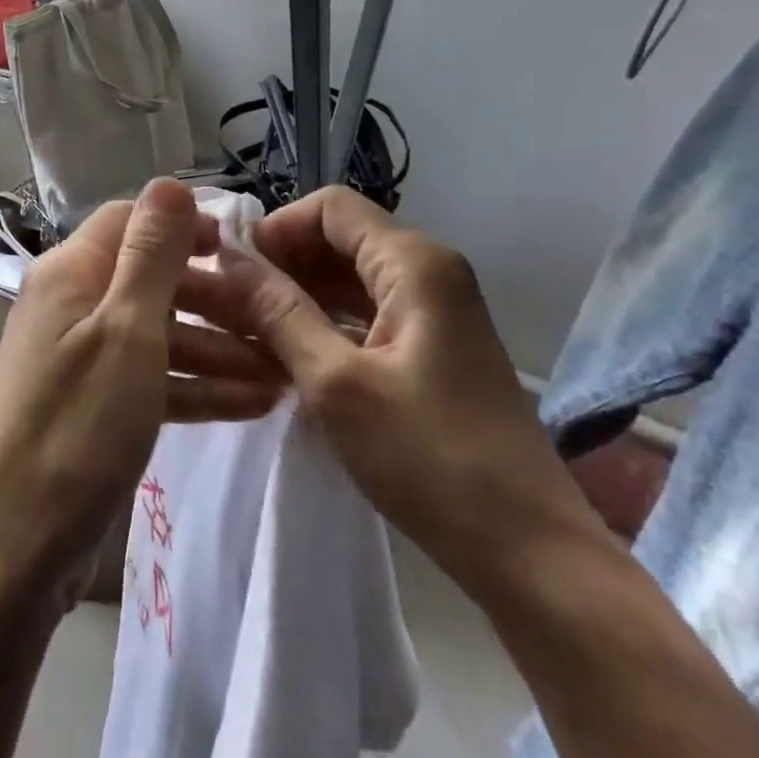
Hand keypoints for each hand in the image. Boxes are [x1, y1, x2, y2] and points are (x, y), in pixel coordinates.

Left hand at [0, 179, 285, 613]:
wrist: (15, 545)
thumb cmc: (78, 425)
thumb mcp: (126, 330)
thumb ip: (151, 254)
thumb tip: (169, 182)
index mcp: (69, 273)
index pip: (129, 222)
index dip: (184, 229)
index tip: (241, 251)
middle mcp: (68, 306)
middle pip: (148, 281)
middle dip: (212, 299)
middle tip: (273, 323)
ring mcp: (76, 359)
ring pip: (154, 336)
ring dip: (213, 350)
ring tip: (278, 375)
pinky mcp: (88, 407)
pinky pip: (146, 380)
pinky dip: (192, 387)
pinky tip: (249, 404)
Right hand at [193, 187, 602, 589]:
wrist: (527, 551)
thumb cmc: (429, 459)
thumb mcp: (335, 383)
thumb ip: (279, 312)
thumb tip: (231, 258)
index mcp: (415, 263)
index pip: (330, 207)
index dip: (277, 228)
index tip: (236, 272)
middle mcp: (430, 272)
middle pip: (341, 238)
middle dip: (284, 264)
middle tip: (235, 307)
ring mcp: (436, 311)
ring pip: (351, 278)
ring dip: (300, 296)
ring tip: (252, 333)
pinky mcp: (434, 347)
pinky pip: (368, 313)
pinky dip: (327, 323)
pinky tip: (293, 356)